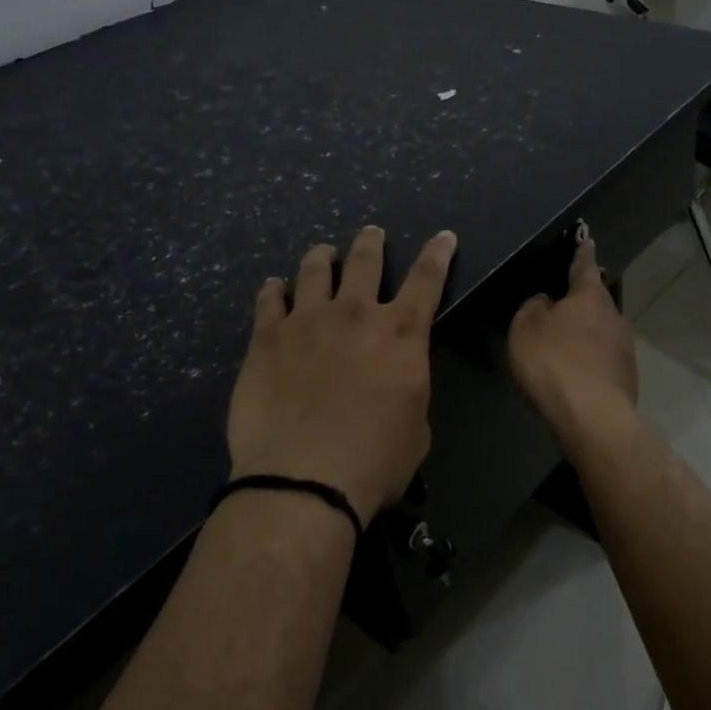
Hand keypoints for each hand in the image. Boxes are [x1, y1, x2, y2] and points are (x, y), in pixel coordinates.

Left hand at [227, 227, 456, 526]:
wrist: (305, 475)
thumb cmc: (376, 459)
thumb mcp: (416, 427)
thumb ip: (407, 389)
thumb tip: (395, 381)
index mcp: (401, 334)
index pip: (427, 280)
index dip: (438, 255)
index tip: (443, 236)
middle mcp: (355, 314)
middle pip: (366, 262)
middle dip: (371, 244)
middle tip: (371, 233)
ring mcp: (307, 321)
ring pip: (315, 271)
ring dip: (322, 257)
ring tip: (322, 251)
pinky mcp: (267, 338)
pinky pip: (269, 300)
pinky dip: (273, 290)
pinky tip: (273, 286)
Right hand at [508, 233, 637, 432]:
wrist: (591, 415)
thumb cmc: (553, 362)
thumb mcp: (526, 327)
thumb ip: (534, 307)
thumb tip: (547, 303)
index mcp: (590, 296)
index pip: (584, 266)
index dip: (581, 253)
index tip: (586, 240)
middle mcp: (614, 315)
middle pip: (596, 301)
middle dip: (581, 302)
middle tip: (562, 305)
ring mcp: (625, 348)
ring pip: (602, 331)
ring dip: (586, 335)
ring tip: (565, 348)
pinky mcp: (628, 376)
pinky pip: (604, 360)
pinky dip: (591, 361)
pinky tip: (576, 375)